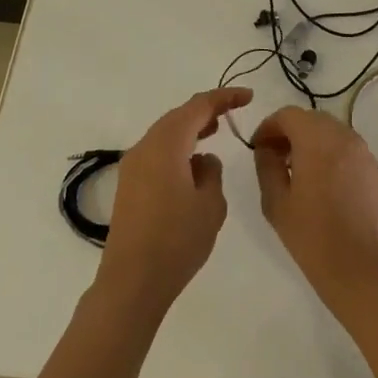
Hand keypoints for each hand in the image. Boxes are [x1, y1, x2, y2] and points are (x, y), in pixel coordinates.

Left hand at [95, 87, 252, 319]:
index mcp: (166, 144)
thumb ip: (212, 173)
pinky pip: (157, 152)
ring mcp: (132, 166)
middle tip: (233, 111)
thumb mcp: (210, 205)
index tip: (248, 96)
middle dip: (206, 110)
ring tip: (215, 130)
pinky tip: (192, 162)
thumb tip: (203, 159)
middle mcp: (144, 147)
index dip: (223, 98)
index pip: (198, 107)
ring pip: (165, 134)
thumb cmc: (176, 241)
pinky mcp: (129, 185)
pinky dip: (177, 147)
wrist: (132, 281)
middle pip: (177, 116)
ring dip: (190, 128)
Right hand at [252, 106, 377, 309]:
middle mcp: (343, 136)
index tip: (257, 148)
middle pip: (310, 118)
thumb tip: (266, 148)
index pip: (288, 115)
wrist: (361, 267)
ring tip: (294, 169)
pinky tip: (318, 179)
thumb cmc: (312, 235)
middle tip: (273, 157)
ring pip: (329, 130)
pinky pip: (344, 146)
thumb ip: (267, 166)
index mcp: (317, 140)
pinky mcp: (372, 167)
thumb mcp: (276, 201)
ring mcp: (361, 151)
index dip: (268, 127)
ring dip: (309, 140)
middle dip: (288, 131)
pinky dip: (327, 151)